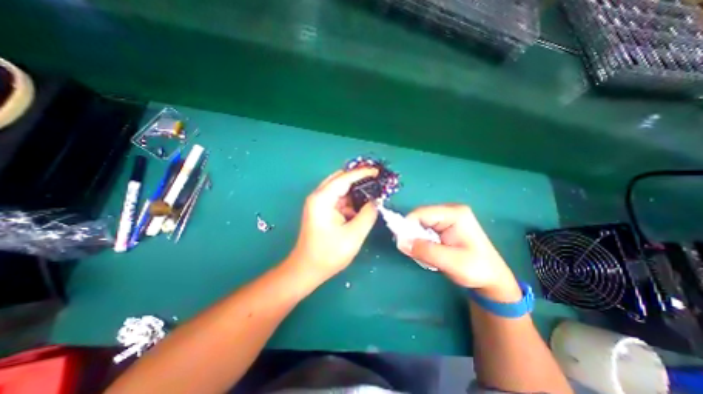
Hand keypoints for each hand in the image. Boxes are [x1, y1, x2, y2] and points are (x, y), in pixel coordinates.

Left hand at [288, 168, 378, 281]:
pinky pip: (339, 199)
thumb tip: (376, 202)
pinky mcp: (322, 211)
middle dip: (358, 178)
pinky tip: (362, 206)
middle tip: (376, 180)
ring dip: (355, 190)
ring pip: (340, 189)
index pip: (344, 178)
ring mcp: (319, 203)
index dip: (362, 173)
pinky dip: (351, 201)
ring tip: (373, 192)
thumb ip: (368, 215)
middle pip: (340, 179)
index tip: (377, 171)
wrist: (307, 269)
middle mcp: (319, 196)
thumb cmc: (328, 254)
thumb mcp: (354, 235)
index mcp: (323, 199)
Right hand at [398, 205, 517, 299]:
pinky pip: (424, 229)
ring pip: (420, 224)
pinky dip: (421, 241)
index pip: (421, 213)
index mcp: (455, 214)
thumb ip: (425, 251)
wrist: (492, 278)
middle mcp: (449, 211)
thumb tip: (400, 242)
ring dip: (417, 239)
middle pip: (419, 217)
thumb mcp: (451, 262)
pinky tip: (428, 251)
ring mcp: (447, 217)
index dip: (407, 226)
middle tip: (413, 251)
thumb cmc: (477, 270)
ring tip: (424, 254)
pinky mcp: (444, 225)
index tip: (402, 243)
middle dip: (412, 234)